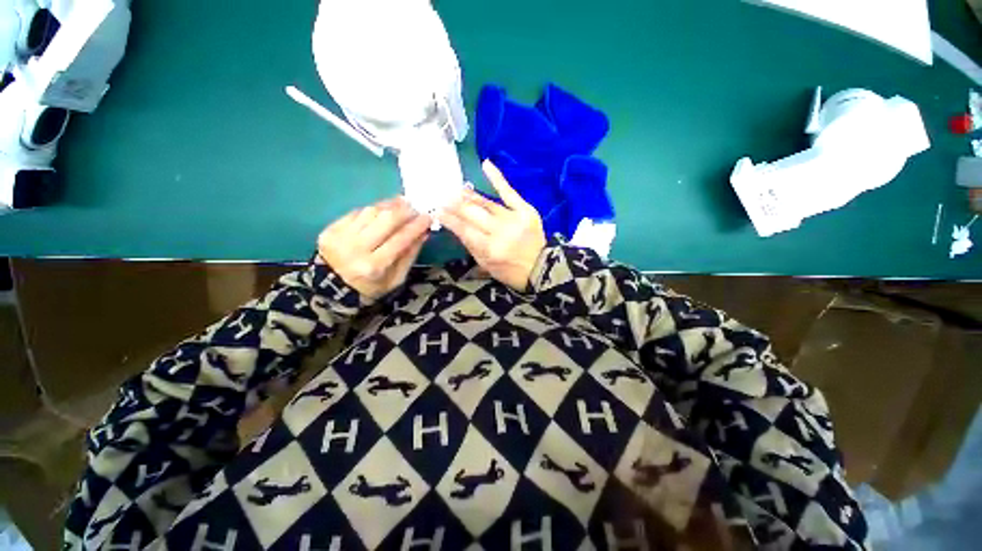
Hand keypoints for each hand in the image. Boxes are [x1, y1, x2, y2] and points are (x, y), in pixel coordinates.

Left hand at [317, 197, 430, 299]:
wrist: (330, 290)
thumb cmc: (370, 287)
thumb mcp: (395, 279)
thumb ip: (409, 255)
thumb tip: (423, 233)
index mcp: (374, 266)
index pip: (400, 239)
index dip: (416, 226)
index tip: (428, 217)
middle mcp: (356, 249)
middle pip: (385, 220)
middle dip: (405, 211)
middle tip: (415, 208)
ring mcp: (341, 237)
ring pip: (371, 212)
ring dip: (390, 206)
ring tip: (402, 204)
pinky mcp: (331, 229)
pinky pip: (357, 212)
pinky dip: (373, 209)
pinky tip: (382, 210)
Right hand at [440, 160, 546, 290]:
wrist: (542, 268)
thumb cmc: (510, 271)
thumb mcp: (486, 265)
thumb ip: (471, 245)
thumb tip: (456, 226)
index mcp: (489, 249)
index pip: (463, 230)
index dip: (449, 219)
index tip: (437, 211)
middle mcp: (500, 232)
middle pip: (472, 213)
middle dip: (455, 205)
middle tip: (444, 198)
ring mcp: (513, 219)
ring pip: (486, 203)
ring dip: (469, 195)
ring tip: (457, 190)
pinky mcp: (526, 210)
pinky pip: (509, 191)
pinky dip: (497, 178)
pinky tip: (486, 164)